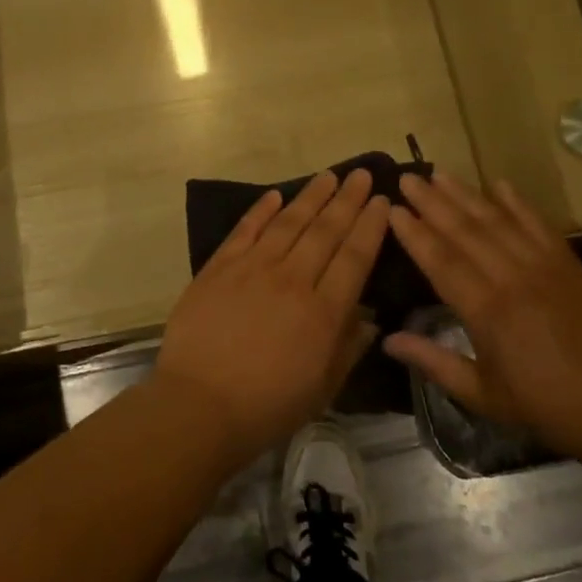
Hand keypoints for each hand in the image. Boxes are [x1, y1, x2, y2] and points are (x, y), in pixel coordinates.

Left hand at [156, 169, 390, 463]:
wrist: (199, 405)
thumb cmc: (267, 406)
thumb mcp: (323, 388)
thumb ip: (348, 348)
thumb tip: (369, 318)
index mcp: (323, 312)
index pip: (354, 257)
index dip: (370, 226)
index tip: (382, 201)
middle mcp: (292, 280)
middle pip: (325, 231)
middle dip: (347, 200)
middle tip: (361, 175)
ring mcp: (252, 269)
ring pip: (288, 223)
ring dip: (311, 197)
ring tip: (328, 176)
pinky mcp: (219, 268)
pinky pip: (244, 231)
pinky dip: (261, 211)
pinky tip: (275, 195)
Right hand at [383, 171, 581, 465]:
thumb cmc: (545, 406)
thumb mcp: (482, 394)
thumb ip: (433, 362)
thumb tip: (387, 340)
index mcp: (487, 312)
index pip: (440, 261)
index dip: (414, 233)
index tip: (392, 210)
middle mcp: (512, 279)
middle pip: (464, 232)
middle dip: (432, 203)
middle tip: (407, 178)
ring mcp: (545, 267)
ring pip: (498, 221)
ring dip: (466, 195)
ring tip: (439, 174)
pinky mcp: (570, 264)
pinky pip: (539, 225)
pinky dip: (518, 202)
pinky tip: (498, 183)